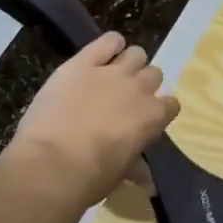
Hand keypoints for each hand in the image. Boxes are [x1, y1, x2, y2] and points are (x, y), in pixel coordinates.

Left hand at [6, 33, 179, 208]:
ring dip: (129, 62)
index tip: (147, 118)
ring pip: (136, 53)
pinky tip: (104, 52)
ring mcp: (111, 73)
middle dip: (144, 84)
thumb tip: (147, 181)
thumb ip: (136, 168)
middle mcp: (138, 89)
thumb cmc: (92, 176)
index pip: (171, 104)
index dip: (160, 110)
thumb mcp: (121, 174)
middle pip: (154, 74)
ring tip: (114, 74)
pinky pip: (107, 41)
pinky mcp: (82, 63)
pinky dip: (110, 44)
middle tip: (126, 97)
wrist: (52, 164)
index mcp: (153, 117)